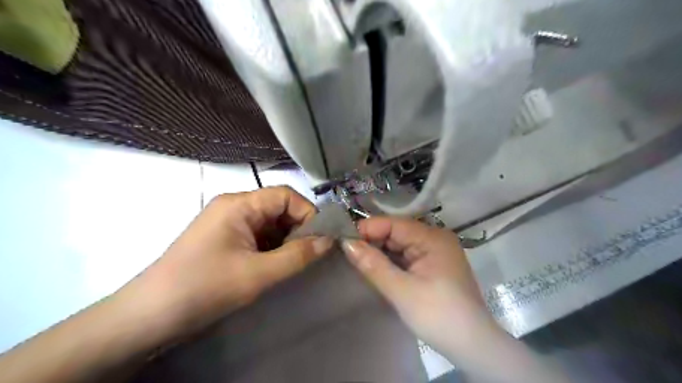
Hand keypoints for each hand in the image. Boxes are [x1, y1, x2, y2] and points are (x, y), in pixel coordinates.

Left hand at [124, 187, 335, 338]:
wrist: (150, 316)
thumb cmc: (205, 287)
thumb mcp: (258, 273)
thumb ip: (297, 256)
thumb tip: (329, 240)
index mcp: (239, 204)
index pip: (285, 195)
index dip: (307, 213)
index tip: (320, 239)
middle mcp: (234, 206)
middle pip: (278, 207)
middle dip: (298, 228)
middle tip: (309, 253)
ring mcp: (228, 223)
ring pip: (269, 222)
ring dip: (285, 239)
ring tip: (293, 262)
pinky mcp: (225, 238)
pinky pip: (258, 235)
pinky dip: (272, 247)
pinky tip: (275, 264)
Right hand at [339, 216, 495, 356]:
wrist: (472, 347)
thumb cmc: (438, 316)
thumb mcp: (401, 290)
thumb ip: (373, 265)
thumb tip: (347, 243)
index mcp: (432, 238)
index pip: (394, 224)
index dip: (368, 229)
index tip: (344, 239)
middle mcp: (435, 239)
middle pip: (397, 232)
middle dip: (373, 241)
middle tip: (347, 252)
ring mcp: (435, 252)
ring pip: (400, 245)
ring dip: (380, 252)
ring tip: (358, 260)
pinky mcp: (433, 265)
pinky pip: (407, 256)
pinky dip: (391, 261)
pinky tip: (377, 267)